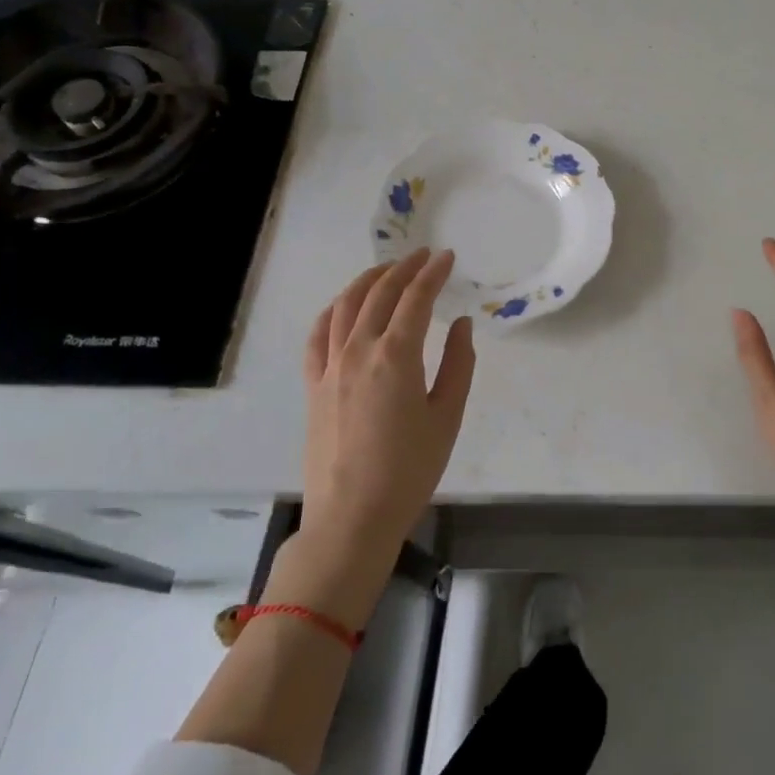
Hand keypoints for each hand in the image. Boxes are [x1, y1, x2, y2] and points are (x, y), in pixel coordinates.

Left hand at [301, 249, 476, 564]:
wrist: (352, 518)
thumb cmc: (410, 469)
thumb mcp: (447, 416)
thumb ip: (458, 364)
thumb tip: (460, 324)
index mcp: (396, 356)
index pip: (416, 299)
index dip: (433, 273)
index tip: (448, 257)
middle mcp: (358, 351)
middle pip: (380, 294)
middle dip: (404, 269)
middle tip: (423, 255)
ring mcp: (329, 367)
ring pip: (346, 306)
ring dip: (368, 281)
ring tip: (387, 270)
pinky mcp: (313, 386)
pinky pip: (318, 335)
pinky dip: (333, 311)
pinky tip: (343, 306)